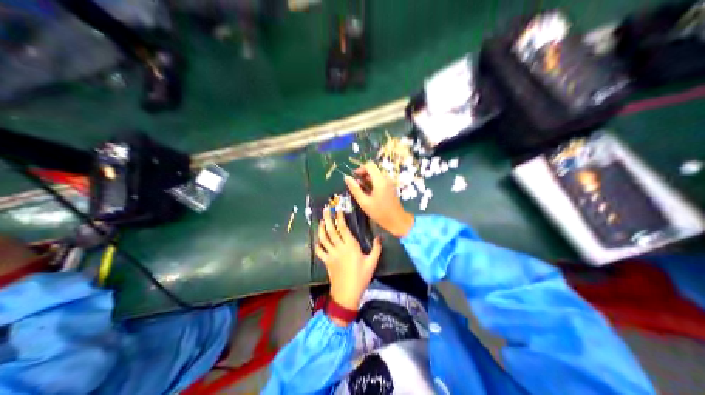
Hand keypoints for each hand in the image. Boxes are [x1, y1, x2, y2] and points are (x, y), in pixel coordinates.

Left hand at [315, 206, 380, 322]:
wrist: (347, 292)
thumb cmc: (361, 277)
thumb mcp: (372, 262)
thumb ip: (376, 248)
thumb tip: (379, 237)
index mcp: (351, 246)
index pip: (343, 228)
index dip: (340, 218)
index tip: (338, 210)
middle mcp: (339, 248)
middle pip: (331, 230)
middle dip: (328, 218)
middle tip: (326, 210)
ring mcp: (331, 254)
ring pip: (324, 238)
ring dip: (321, 228)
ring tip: (322, 221)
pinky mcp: (326, 261)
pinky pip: (320, 251)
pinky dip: (318, 244)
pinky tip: (318, 240)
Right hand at [346, 160, 413, 236]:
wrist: (397, 220)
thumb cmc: (380, 213)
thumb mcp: (364, 202)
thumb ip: (355, 189)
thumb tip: (347, 177)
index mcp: (380, 180)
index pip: (369, 165)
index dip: (360, 169)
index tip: (354, 177)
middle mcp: (386, 178)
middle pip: (373, 169)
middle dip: (363, 175)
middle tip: (356, 186)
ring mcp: (389, 182)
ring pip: (376, 175)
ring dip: (367, 180)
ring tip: (361, 191)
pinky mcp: (390, 186)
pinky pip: (380, 180)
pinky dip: (373, 183)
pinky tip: (369, 193)